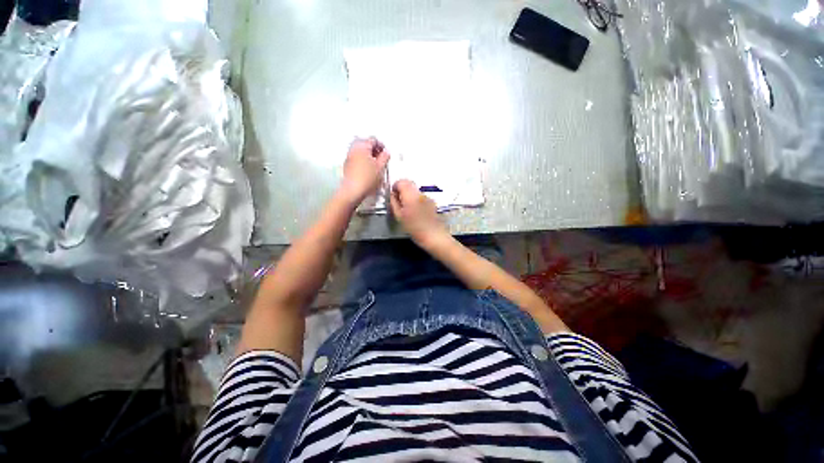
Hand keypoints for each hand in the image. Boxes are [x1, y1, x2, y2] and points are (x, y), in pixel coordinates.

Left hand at [338, 137, 389, 205]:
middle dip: (374, 149)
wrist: (353, 190)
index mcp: (362, 146)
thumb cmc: (367, 178)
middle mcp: (353, 149)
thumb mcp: (380, 167)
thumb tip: (386, 153)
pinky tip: (369, 168)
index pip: (373, 140)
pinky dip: (363, 159)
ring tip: (376, 163)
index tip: (385, 152)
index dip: (381, 145)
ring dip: (368, 154)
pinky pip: (357, 157)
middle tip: (381, 156)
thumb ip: (385, 157)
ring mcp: (349, 156)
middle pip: (365, 143)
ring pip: (360, 150)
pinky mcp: (347, 164)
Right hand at [390, 179, 449, 247]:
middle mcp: (420, 193)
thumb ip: (394, 203)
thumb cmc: (415, 228)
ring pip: (415, 190)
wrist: (434, 236)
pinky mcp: (432, 201)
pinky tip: (416, 211)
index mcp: (410, 196)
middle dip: (402, 189)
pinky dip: (416, 199)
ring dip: (409, 194)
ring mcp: (427, 197)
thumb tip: (392, 195)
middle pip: (409, 183)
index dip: (395, 186)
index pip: (401, 181)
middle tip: (399, 201)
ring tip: (408, 208)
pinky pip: (421, 196)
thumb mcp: (399, 217)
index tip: (393, 195)